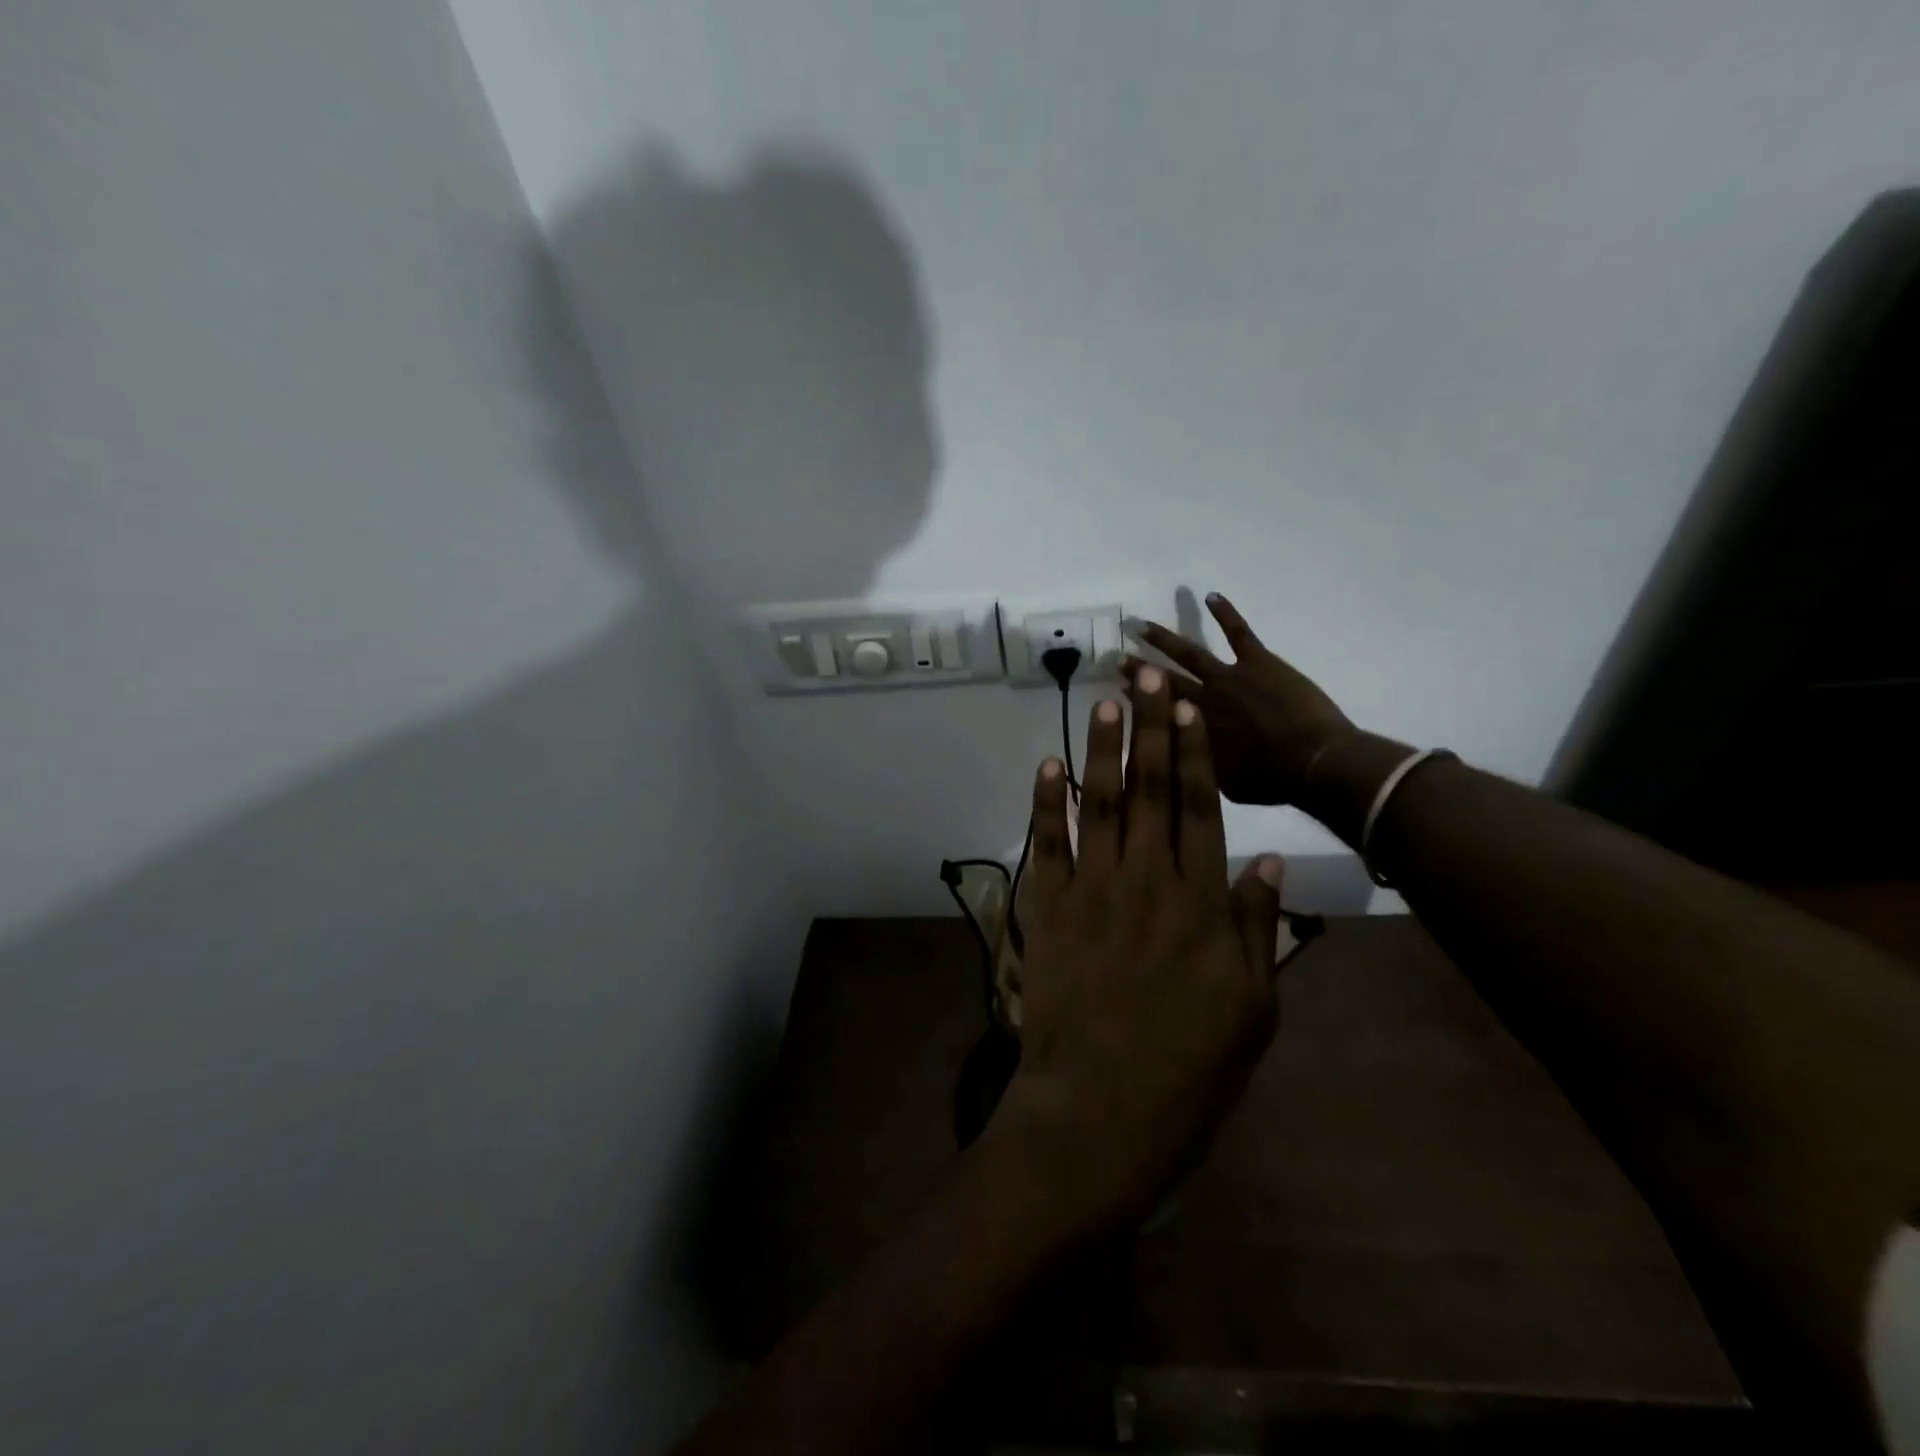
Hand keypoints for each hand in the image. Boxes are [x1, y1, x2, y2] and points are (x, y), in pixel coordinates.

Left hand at [992, 664, 1285, 1233]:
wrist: (1100, 1110)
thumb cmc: (1188, 1070)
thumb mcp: (1251, 1009)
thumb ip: (1258, 929)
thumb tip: (1268, 863)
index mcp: (1201, 902)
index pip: (1201, 807)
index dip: (1195, 752)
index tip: (1188, 707)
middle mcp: (1147, 880)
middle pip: (1151, 789)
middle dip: (1150, 728)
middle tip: (1145, 676)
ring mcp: (1092, 890)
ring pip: (1100, 803)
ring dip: (1101, 749)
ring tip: (1105, 701)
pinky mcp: (1048, 909)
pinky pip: (1047, 844)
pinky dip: (1046, 802)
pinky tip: (1048, 764)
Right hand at [1123, 592, 1353, 805]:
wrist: (1313, 762)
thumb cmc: (1270, 781)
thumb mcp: (1222, 784)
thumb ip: (1199, 764)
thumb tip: (1182, 757)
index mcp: (1192, 730)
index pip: (1155, 711)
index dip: (1136, 699)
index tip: (1118, 689)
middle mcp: (1201, 699)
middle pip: (1161, 681)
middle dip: (1137, 669)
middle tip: (1115, 657)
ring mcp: (1228, 676)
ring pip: (1188, 652)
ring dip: (1163, 638)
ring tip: (1140, 625)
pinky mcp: (1258, 662)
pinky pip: (1238, 631)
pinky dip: (1224, 612)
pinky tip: (1210, 596)